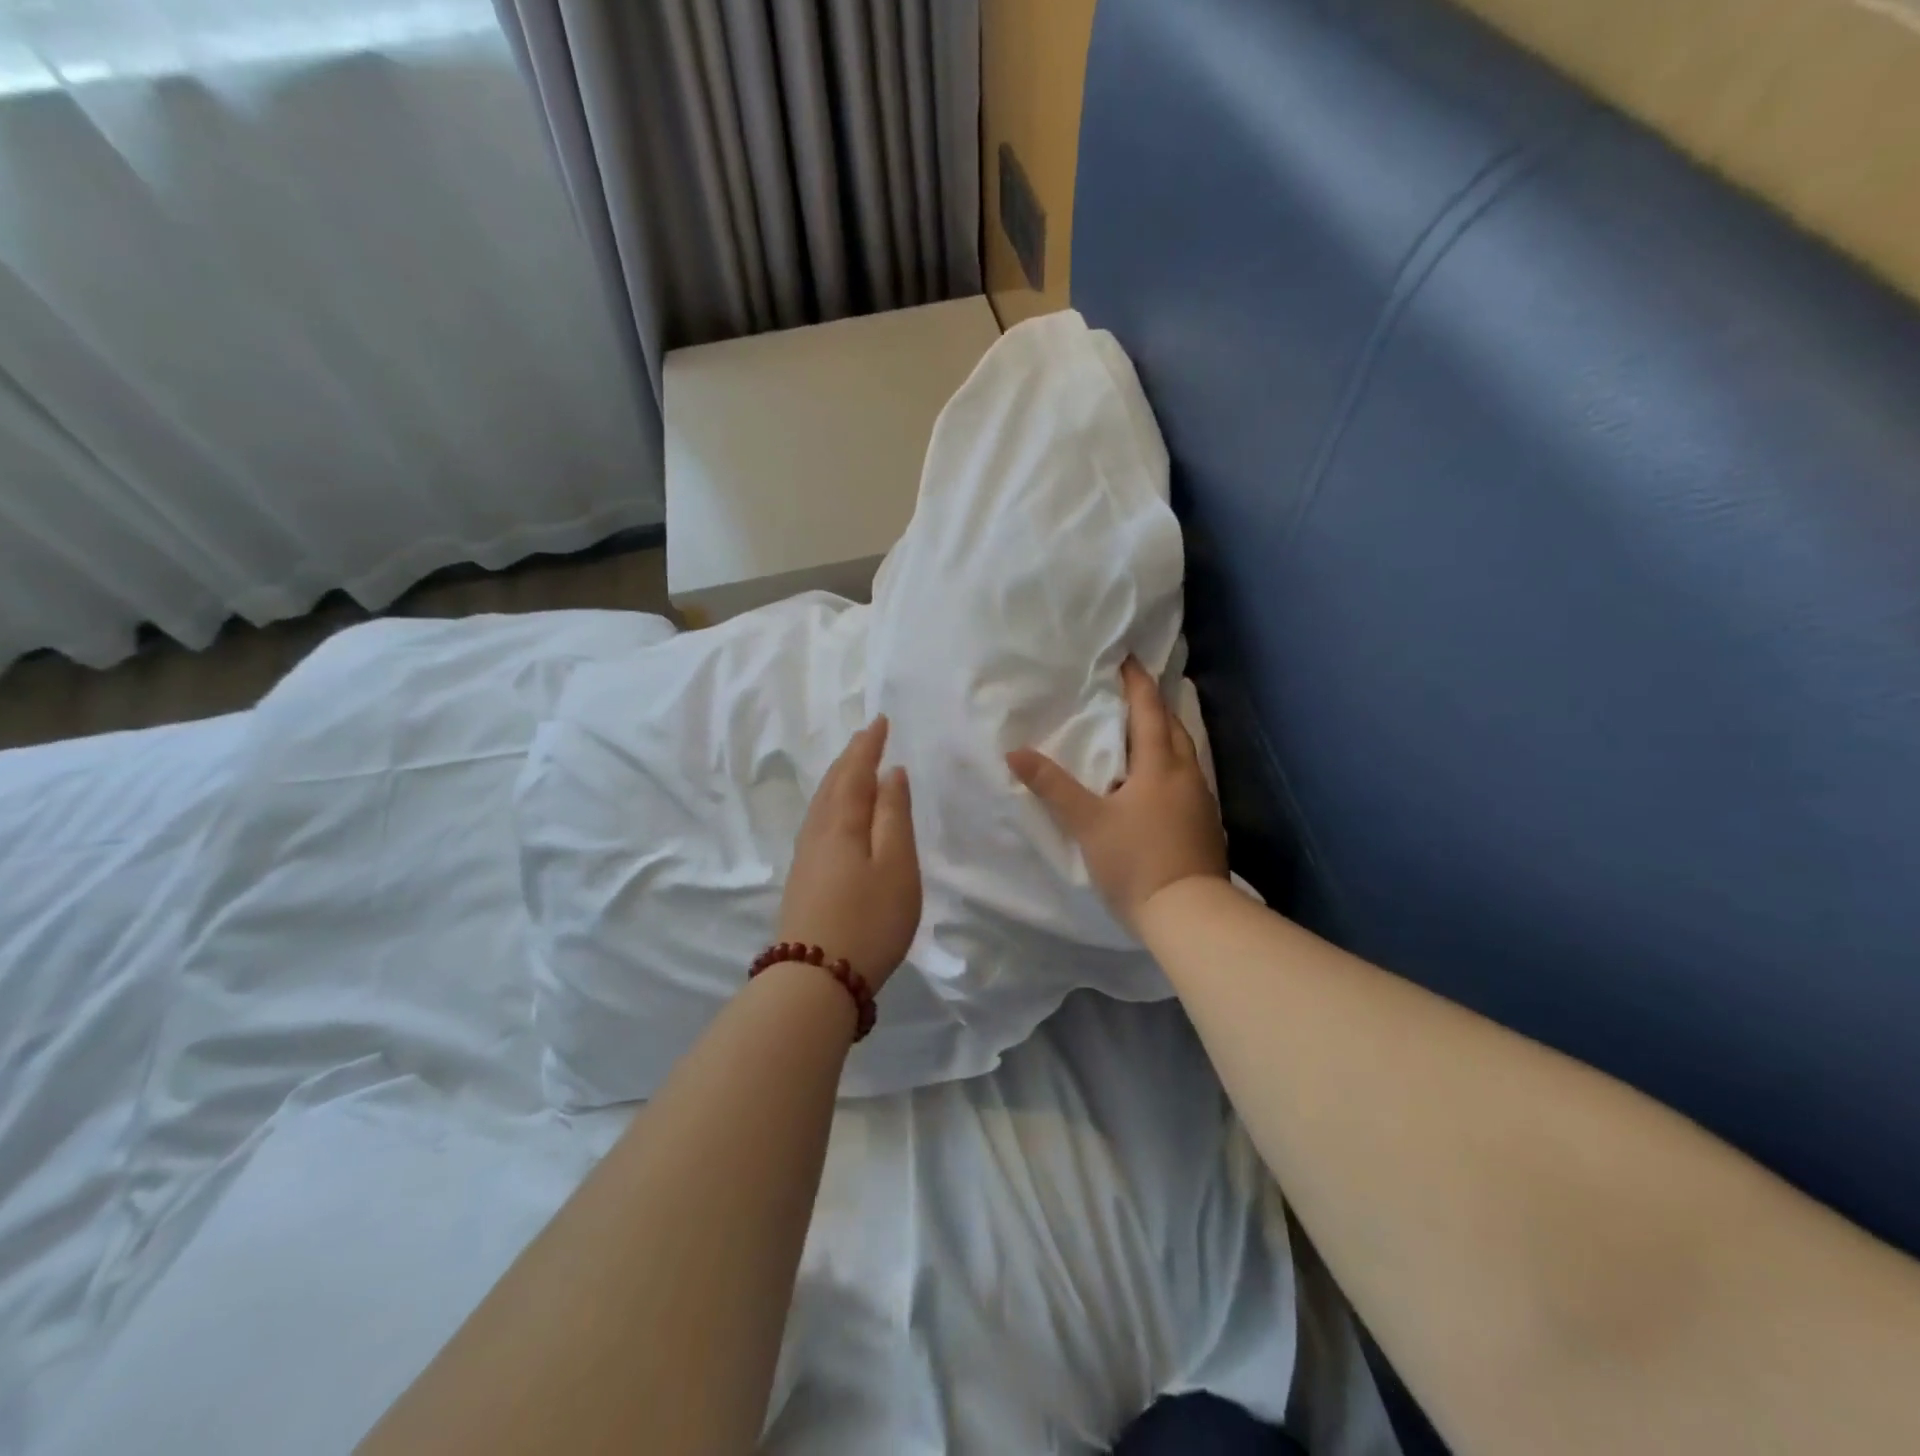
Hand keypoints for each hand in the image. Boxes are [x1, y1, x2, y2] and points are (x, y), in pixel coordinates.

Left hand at [779, 716, 921, 989]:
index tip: (880, 721)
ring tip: (853, 768)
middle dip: (851, 758)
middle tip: (867, 737)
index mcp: (842, 822)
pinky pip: (818, 822)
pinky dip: (832, 804)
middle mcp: (818, 832)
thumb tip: (891, 774)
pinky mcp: (803, 879)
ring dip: (839, 780)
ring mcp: (806, 857)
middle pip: (833, 784)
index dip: (868, 745)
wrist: (815, 979)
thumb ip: (894, 816)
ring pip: (822, 804)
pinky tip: (837, 815)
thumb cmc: (869, 918)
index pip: (855, 771)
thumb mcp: (896, 865)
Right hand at [1008, 658, 1228, 933]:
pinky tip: (1159, 784)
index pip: (1149, 711)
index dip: (1138, 684)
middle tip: (1134, 694)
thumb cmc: (1136, 861)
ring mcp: (1202, 801)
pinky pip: (1188, 780)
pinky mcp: (1206, 826)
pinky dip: (1172, 767)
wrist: (1190, 914)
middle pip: (1174, 729)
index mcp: (1160, 766)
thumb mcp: (1088, 823)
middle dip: (1155, 707)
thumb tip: (1015, 752)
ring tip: (1144, 734)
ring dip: (1166, 737)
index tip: (1128, 660)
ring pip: (1185, 755)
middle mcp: (1187, 775)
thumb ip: (1053, 786)